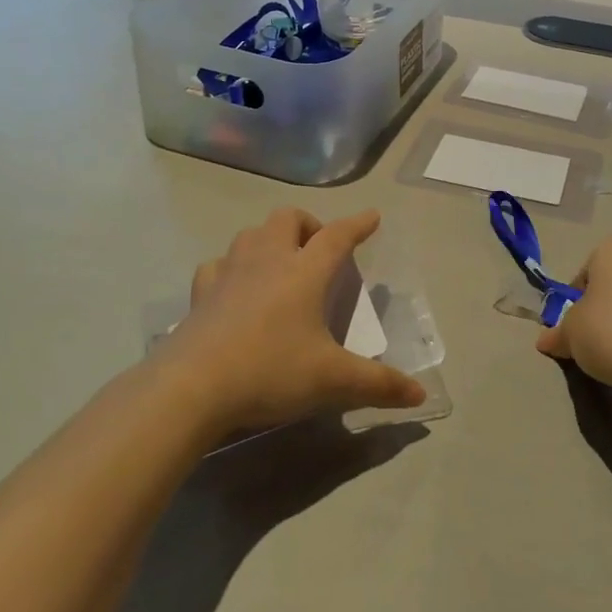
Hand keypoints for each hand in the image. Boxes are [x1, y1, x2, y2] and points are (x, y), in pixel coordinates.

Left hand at [154, 207, 426, 436]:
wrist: (191, 387)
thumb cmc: (271, 372)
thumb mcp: (332, 382)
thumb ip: (379, 385)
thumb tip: (420, 395)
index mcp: (304, 271)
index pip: (338, 236)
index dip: (358, 224)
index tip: (373, 216)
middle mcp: (268, 260)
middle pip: (288, 219)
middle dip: (309, 225)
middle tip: (319, 250)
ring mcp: (230, 272)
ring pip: (251, 234)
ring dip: (270, 239)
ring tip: (280, 263)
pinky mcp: (201, 293)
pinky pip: (218, 264)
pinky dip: (231, 267)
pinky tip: (234, 287)